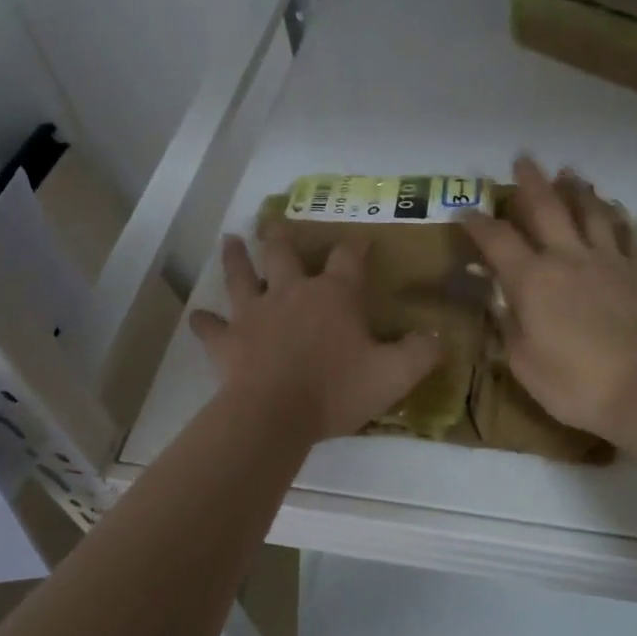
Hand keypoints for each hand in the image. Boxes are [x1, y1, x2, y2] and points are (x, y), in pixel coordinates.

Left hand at [190, 231, 442, 444]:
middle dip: (280, 236)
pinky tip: (198, 317)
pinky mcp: (227, 340)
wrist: (275, 414)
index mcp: (334, 295)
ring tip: (230, 240)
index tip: (360, 238)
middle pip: (283, 254)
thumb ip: (420, 353)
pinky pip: (211, 328)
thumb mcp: (393, 375)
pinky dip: (205, 323)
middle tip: (273, 221)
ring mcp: (254, 313)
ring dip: (235, 259)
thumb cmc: (337, 389)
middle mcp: (291, 293)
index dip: (356, 246)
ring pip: (241, 277)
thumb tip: (439, 337)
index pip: (348, 259)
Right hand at [463, 157, 636, 442]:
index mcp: (531, 279)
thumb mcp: (522, 361)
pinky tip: (615, 210)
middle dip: (530, 182)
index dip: (477, 222)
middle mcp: (567, 258)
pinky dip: (618, 217)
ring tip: (569, 173)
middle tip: (523, 159)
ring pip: (590, 212)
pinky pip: (627, 235)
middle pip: (546, 208)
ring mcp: (607, 261)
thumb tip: (498, 298)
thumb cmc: (573, 383)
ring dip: (577, 189)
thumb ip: (508, 324)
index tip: (465, 210)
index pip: (496, 240)